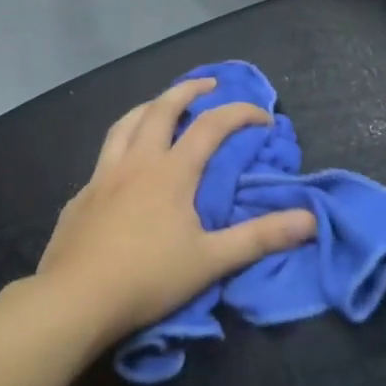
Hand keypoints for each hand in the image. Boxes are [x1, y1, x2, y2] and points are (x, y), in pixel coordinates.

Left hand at [36, 78, 317, 346]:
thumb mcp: (211, 261)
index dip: (240, 114)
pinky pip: (104, 155)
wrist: (75, 299)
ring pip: (125, 124)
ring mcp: (101, 177)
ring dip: (148, 107)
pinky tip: (124, 163)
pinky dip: (122, 143)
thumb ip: (260, 237)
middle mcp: (135, 163)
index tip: (264, 117)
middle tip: (208, 86)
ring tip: (161, 105)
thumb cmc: (148, 278)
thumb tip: (310, 220)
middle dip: (187, 91)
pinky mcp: (80, 196)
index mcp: (170, 173)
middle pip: (160, 109)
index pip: (211, 127)